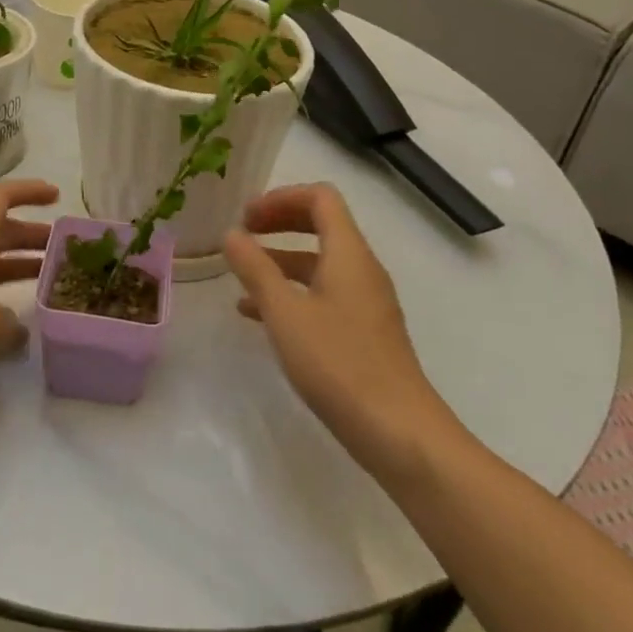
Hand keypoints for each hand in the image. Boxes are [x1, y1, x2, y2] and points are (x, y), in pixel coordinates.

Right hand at [225, 184, 457, 483]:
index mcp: (348, 252)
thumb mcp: (285, 314)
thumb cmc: (339, 365)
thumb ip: (256, 269)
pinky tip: (260, 316)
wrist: (399, 434)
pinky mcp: (365, 331)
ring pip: (320, 262)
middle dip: (279, 223)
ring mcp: (366, 301)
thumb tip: (232, 234)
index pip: (320, 197)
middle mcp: (362, 268)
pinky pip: (325, 293)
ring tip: (242, 277)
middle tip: (243, 235)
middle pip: (321, 224)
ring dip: (281, 260)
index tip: (246, 217)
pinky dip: (293, 291)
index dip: (280, 198)